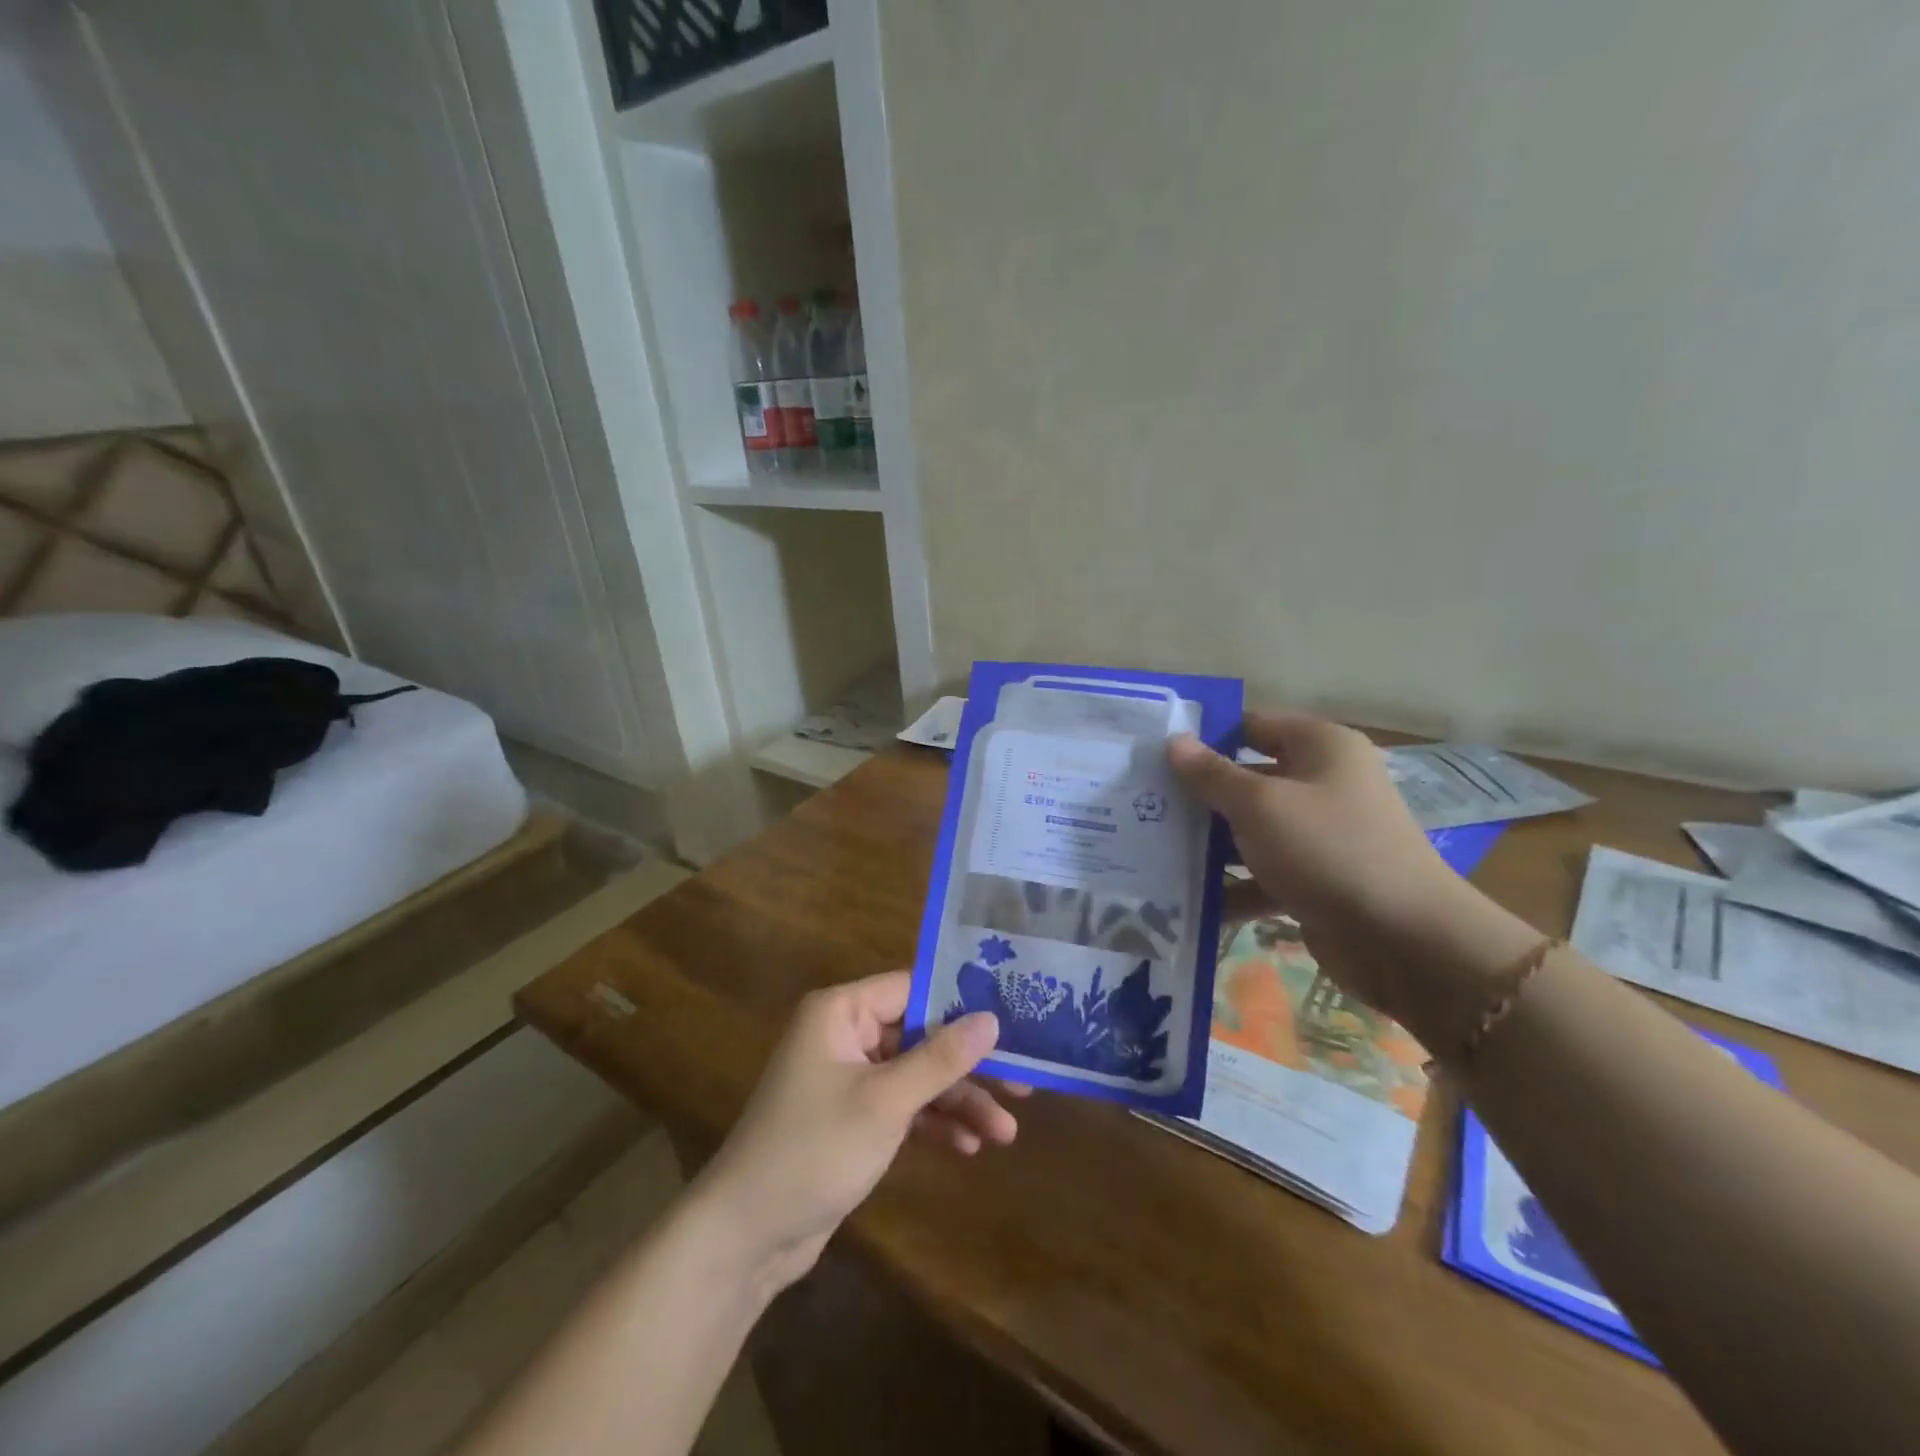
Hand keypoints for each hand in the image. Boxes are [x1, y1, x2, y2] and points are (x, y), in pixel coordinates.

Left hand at [692, 970, 1024, 1294]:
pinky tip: (969, 1147)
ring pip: (916, 1076)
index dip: (962, 1003)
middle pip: (920, 1036)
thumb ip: (941, 1058)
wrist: (747, 1236)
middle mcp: (845, 1035)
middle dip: (967, 1066)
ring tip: (1005, 1133)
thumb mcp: (886, 1101)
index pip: (913, 989)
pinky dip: (932, 1124)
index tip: (1012, 1018)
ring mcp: (849, 1078)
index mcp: (841, 1011)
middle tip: (1022, 1083)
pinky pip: (902, 1107)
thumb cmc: (815, 1148)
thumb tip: (992, 1018)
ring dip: (957, 1102)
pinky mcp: (853, 1118)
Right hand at [1169, 712, 1539, 1050]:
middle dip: (1199, 795)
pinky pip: (1263, 874)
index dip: (1206, 735)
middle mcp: (1323, 784)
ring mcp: (1320, 835)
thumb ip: (1212, 774)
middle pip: (1248, 779)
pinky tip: (1186, 901)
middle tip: (1142, 804)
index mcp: (1320, 748)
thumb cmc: (1328, 849)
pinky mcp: (1315, 880)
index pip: (1253, 725)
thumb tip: (1174, 740)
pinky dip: (1232, 887)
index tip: (1156, 752)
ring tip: (1152, 852)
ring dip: (1209, 844)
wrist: (1403, 941)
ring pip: (1251, 830)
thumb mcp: (1260, 805)